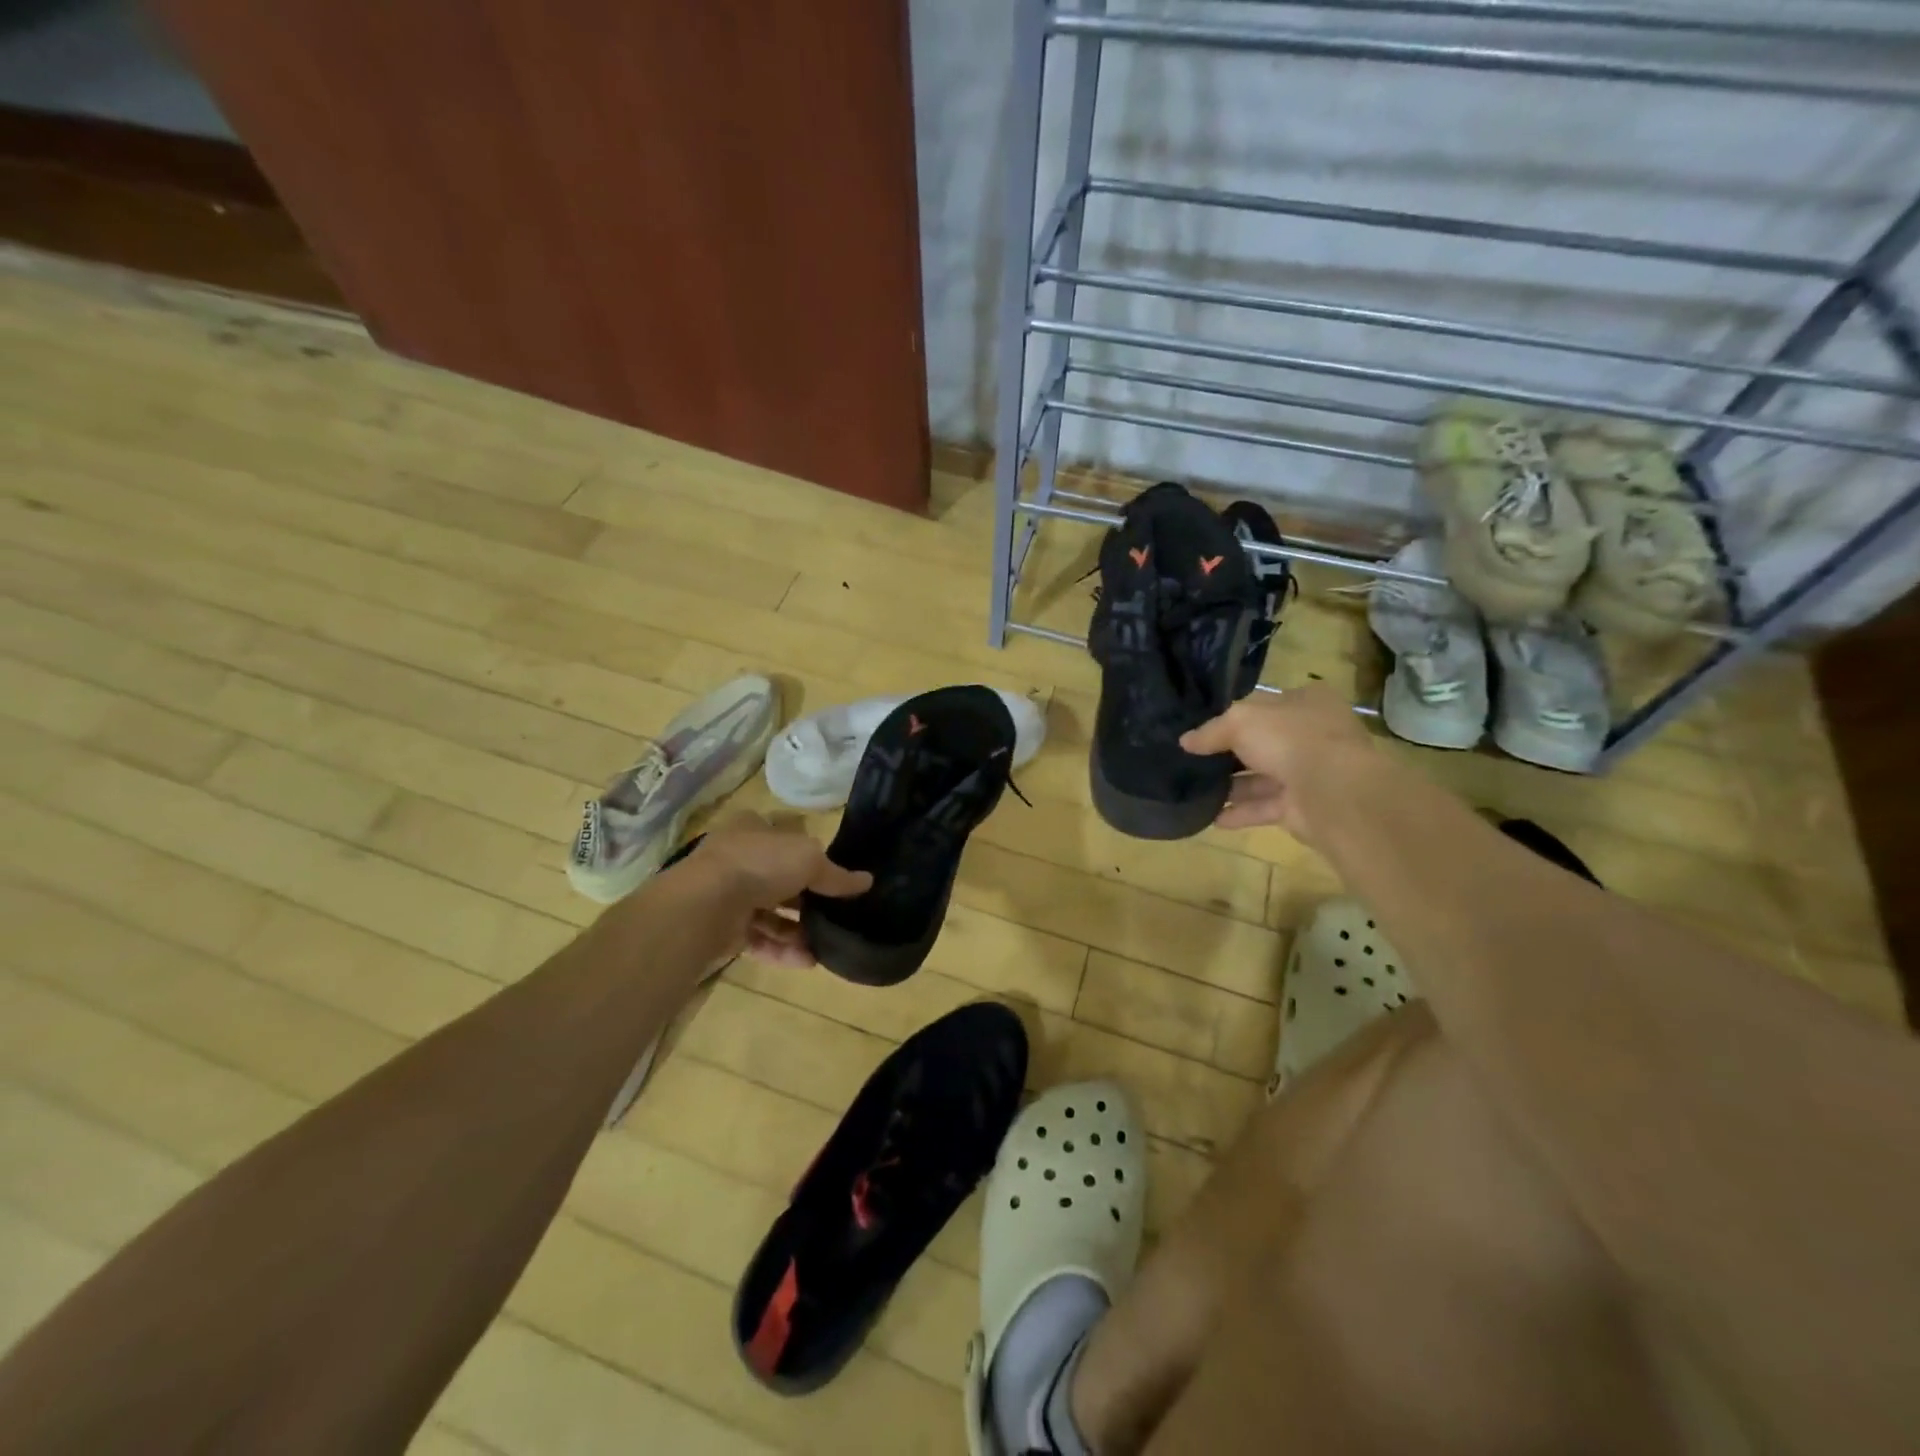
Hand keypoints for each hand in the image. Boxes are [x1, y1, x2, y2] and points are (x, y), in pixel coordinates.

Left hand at [679, 814, 871, 967]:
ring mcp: (726, 894)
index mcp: (752, 829)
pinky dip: (781, 949)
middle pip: (778, 879)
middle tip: (834, 915)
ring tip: (825, 946)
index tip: (832, 876)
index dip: (808, 855)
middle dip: (806, 900)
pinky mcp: (721, 929)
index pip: (784, 838)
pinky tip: (807, 961)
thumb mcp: (809, 860)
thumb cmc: (759, 864)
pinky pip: (757, 939)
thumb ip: (837, 874)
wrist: (704, 905)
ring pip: (769, 913)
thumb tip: (867, 881)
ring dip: (797, 930)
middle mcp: (736, 858)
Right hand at [1178, 685, 1376, 842]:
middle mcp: (1312, 734)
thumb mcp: (1239, 722)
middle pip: (1262, 742)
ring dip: (1232, 787)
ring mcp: (1310, 771)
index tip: (1204, 728)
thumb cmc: (1289, 739)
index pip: (1264, 704)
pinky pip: (1266, 807)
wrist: (1333, 792)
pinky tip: (1213, 818)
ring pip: (1263, 777)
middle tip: (1194, 761)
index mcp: (1306, 702)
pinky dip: (1241, 812)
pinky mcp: (1304, 805)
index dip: (1234, 714)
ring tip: (1196, 791)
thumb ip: (1211, 731)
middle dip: (1230, 754)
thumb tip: (1185, 741)